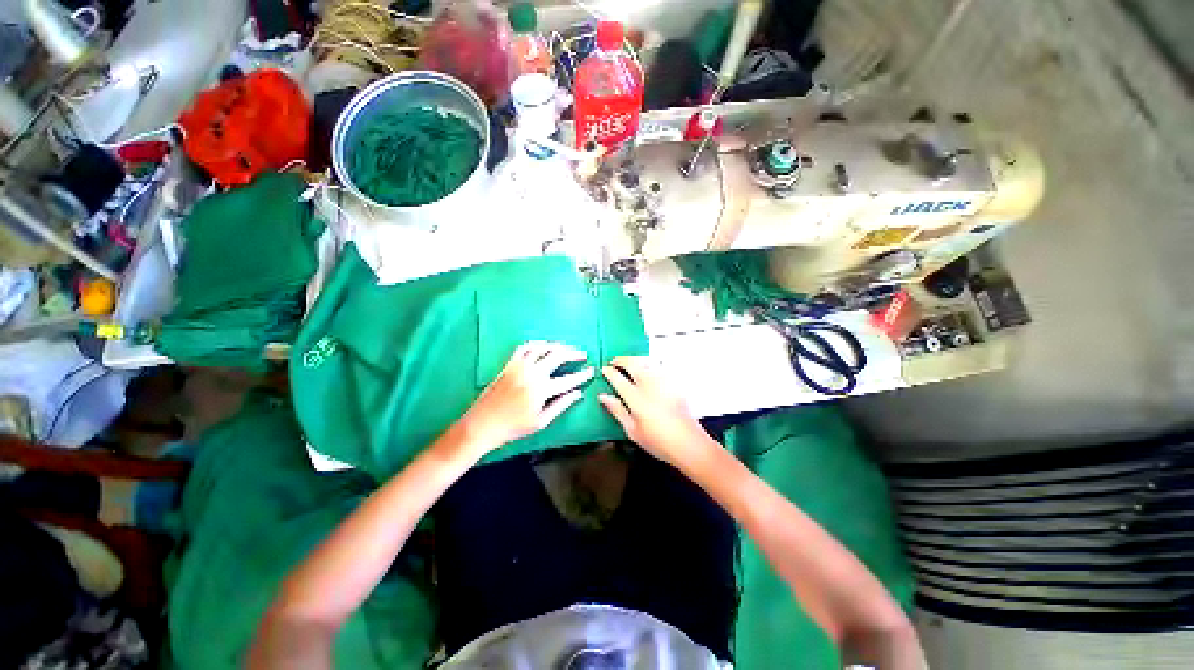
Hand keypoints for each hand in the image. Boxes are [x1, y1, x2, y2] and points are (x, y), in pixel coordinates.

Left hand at [457, 342, 593, 455]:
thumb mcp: (541, 422)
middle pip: (558, 356)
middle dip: (573, 354)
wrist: (482, 424)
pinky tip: (544, 346)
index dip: (583, 375)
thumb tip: (578, 394)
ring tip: (566, 348)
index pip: (569, 379)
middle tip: (582, 354)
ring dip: (557, 346)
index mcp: (542, 390)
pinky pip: (525, 347)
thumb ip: (561, 405)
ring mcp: (519, 366)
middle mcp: (532, 373)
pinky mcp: (509, 364)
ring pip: (543, 348)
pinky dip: (537, 343)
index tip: (592, 370)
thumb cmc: (513, 427)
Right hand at [599, 357, 716, 469]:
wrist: (689, 443)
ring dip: (634, 359)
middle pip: (633, 364)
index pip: (618, 379)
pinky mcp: (674, 383)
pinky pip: (658, 366)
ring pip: (646, 361)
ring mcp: (663, 382)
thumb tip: (603, 397)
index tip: (604, 369)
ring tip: (628, 362)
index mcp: (636, 398)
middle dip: (621, 360)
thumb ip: (617, 410)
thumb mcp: (632, 431)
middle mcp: (649, 386)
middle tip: (614, 361)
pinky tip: (646, 368)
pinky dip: (648, 363)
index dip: (609, 372)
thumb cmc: (659, 441)